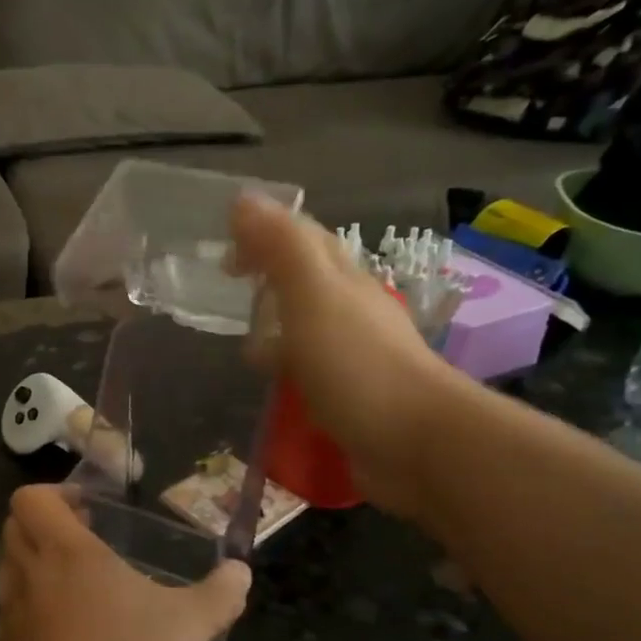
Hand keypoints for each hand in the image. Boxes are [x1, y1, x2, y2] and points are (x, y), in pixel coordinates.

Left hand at [0, 486, 250, 640]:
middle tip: (86, 540)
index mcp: (66, 552)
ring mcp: (10, 612)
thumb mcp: (188, 627)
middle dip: (45, 524)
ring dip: (36, 563)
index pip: (30, 498)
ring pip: (10, 567)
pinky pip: (12, 610)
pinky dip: (32, 606)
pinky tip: (67, 632)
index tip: (89, 510)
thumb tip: (241, 572)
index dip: (54, 493)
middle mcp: (29, 573)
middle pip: (15, 526)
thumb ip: (219, 595)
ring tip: (79, 585)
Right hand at [231, 194, 462, 518]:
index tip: (224, 254)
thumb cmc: (357, 364)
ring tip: (243, 349)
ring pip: (307, 331)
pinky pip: (310, 373)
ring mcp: (353, 357)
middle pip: (306, 283)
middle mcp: (350, 311)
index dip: (264, 235)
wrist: (415, 442)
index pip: (303, 239)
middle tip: (227, 295)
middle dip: (268, 282)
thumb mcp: (313, 295)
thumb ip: (280, 247)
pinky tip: (273, 389)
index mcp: (342, 279)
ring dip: (276, 332)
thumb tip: (244, 198)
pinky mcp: (350, 397)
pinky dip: (287, 372)